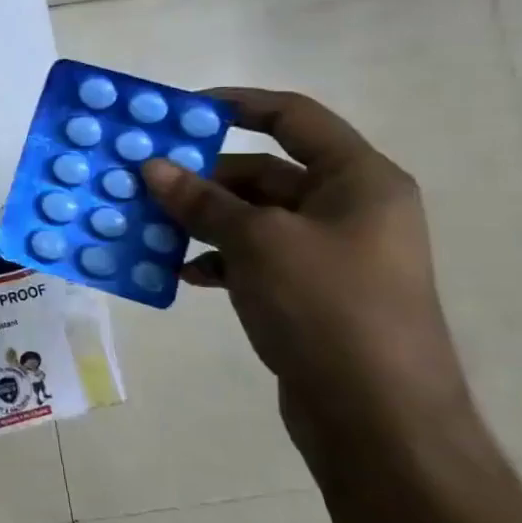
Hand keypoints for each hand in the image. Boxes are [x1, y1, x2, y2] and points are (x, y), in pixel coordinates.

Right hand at [142, 88, 473, 470]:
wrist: (377, 418)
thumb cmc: (328, 308)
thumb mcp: (258, 243)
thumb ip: (202, 201)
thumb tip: (151, 167)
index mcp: (357, 180)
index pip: (293, 118)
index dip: (237, 105)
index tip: (178, 112)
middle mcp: (348, 208)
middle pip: (265, 170)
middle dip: (203, 175)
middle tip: (144, 178)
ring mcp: (329, 253)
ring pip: (252, 217)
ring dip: (201, 219)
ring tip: (149, 225)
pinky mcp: (309, 292)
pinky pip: (253, 258)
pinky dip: (217, 258)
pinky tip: (181, 271)